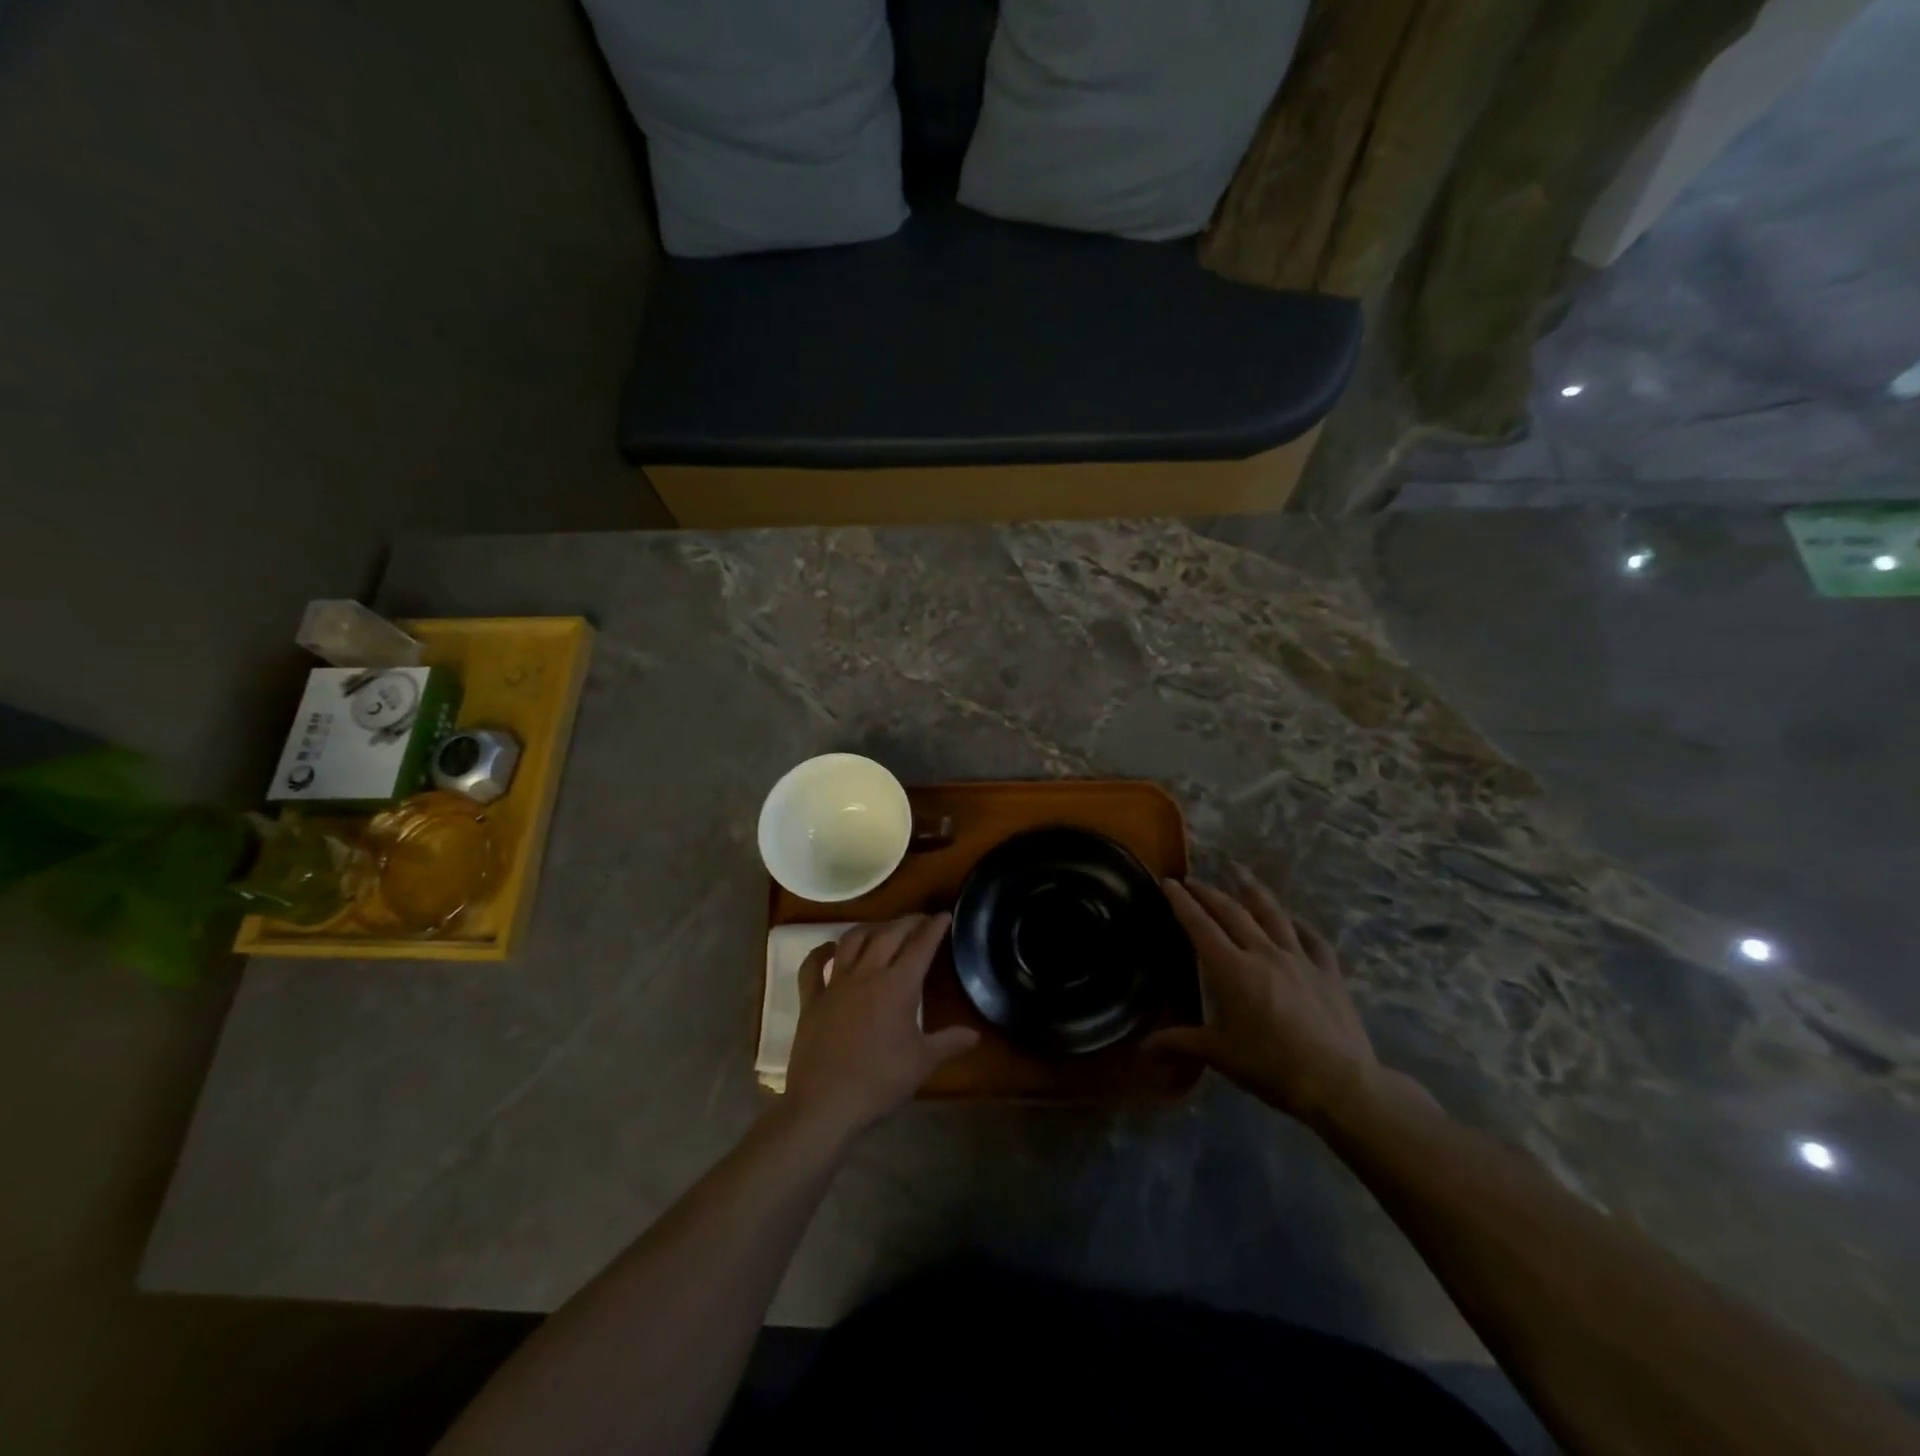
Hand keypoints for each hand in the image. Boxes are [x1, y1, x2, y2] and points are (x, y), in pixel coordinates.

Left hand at [783, 914, 978, 1140]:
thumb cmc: (879, 1082)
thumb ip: (949, 1044)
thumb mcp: (922, 1064)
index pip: (920, 946)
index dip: (934, 928)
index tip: (944, 915)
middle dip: (907, 922)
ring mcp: (835, 985)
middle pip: (888, 934)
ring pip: (852, 941)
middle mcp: (866, 974)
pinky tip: (829, 949)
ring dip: (869, 929)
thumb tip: (975, 1035)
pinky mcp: (811, 1000)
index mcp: (898, 986)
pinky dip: (821, 953)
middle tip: (920, 920)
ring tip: (881, 929)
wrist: (825, 1105)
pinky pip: (813, 967)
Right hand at [1145, 878, 1383, 1126]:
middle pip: (1232, 912)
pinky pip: (1313, 939)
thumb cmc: (1269, 1066)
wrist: (1336, 1081)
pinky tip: (1295, 921)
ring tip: (1240, 876)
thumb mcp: (1218, 1054)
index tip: (1168, 882)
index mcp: (1231, 968)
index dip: (1181, 902)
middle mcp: (1262, 952)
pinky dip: (1300, 925)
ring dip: (1253, 893)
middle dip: (1209, 893)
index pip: (1199, 925)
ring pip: (1273, 915)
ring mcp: (1299, 959)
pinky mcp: (1328, 972)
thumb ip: (1179, 1042)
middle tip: (1193, 880)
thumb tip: (1143, 1046)